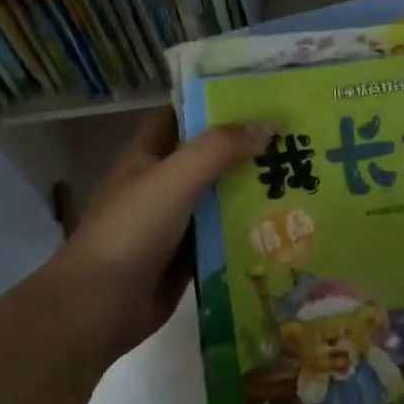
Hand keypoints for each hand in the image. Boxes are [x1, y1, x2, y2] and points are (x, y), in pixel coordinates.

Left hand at [46, 109, 273, 363]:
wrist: (98, 307)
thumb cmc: (131, 230)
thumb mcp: (174, 178)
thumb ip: (219, 149)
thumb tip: (269, 126)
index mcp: (149, 155)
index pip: (183, 115)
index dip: (216, 103)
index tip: (261, 97)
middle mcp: (162, 184)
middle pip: (209, 157)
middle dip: (247, 148)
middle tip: (298, 139)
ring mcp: (175, 223)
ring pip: (220, 198)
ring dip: (254, 191)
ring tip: (306, 178)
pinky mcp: (188, 258)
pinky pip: (224, 237)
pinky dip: (249, 231)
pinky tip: (287, 226)